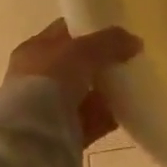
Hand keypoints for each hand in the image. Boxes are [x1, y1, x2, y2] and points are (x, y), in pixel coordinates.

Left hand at [7, 19, 140, 149]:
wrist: (32, 138)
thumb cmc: (50, 81)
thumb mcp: (83, 50)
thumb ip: (110, 41)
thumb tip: (135, 41)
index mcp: (34, 50)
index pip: (65, 32)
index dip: (90, 28)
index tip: (116, 32)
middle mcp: (37, 77)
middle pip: (75, 64)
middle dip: (100, 62)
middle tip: (127, 59)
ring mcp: (47, 107)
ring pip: (83, 93)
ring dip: (105, 90)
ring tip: (132, 85)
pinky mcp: (61, 134)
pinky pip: (89, 119)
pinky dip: (106, 115)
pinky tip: (126, 110)